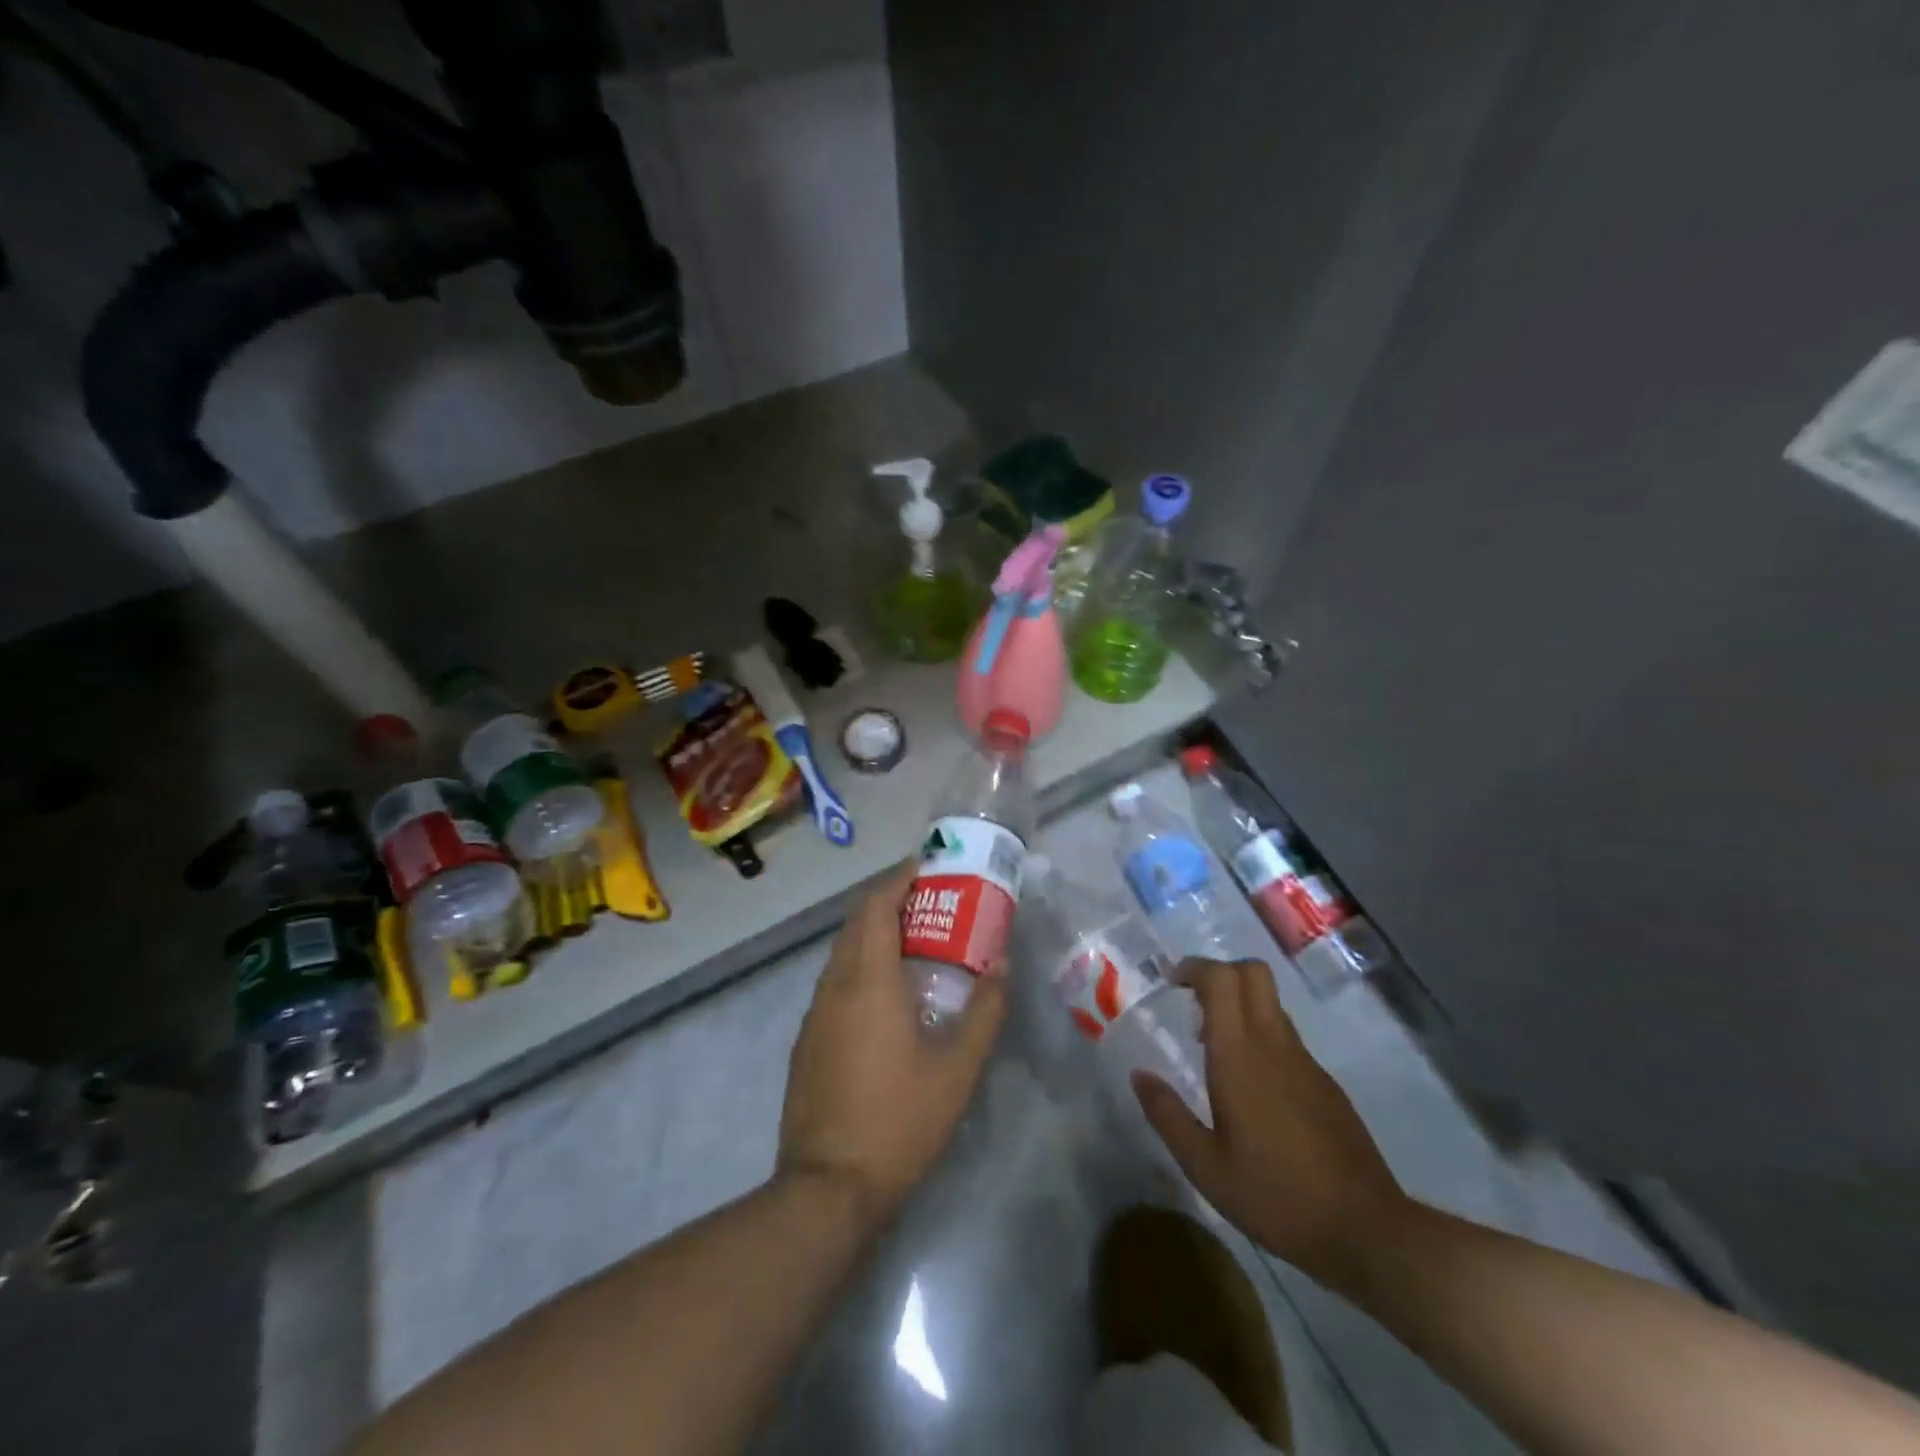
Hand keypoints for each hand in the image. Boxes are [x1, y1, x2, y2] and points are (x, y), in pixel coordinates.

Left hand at [778, 863, 1007, 1229]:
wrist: (828, 1186)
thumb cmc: (899, 1119)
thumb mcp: (957, 1068)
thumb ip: (984, 1011)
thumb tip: (1002, 965)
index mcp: (868, 980)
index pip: (875, 906)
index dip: (899, 878)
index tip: (928, 867)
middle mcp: (835, 986)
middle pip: (857, 923)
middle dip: (890, 901)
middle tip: (932, 902)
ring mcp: (815, 1014)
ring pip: (842, 953)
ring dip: (874, 934)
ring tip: (916, 941)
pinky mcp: (807, 1040)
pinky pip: (835, 982)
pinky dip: (861, 965)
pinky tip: (888, 994)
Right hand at [1133, 957, 1409, 1293]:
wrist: (1368, 1232)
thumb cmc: (1277, 1197)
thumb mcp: (1206, 1167)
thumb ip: (1168, 1115)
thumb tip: (1139, 1075)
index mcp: (1240, 1055)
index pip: (1222, 978)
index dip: (1194, 968)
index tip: (1171, 982)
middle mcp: (1275, 1044)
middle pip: (1252, 973)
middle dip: (1219, 973)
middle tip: (1191, 1002)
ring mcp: (1306, 1062)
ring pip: (1270, 1004)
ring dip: (1238, 1005)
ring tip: (1211, 1047)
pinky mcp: (1325, 1084)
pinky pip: (1285, 1037)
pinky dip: (1259, 1036)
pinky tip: (1250, 1087)